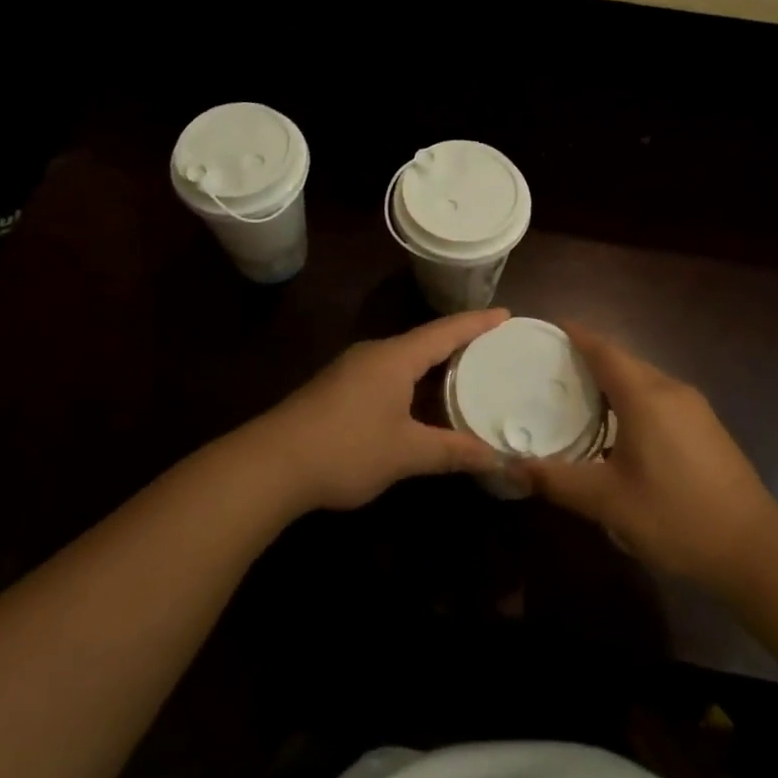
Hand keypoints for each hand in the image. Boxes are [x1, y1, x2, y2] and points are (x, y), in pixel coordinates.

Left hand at [256, 310, 508, 511]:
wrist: (271, 464)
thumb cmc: (347, 448)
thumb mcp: (406, 453)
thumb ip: (452, 451)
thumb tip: (497, 458)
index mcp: (395, 357)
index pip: (446, 331)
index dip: (478, 323)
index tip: (507, 313)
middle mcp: (374, 354)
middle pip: (425, 340)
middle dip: (458, 343)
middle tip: (493, 348)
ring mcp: (351, 370)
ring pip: (403, 359)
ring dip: (433, 364)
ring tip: (463, 373)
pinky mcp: (336, 389)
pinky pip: (386, 374)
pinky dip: (412, 380)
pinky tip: (418, 402)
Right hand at [520, 324, 775, 590]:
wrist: (754, 547)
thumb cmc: (676, 517)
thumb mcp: (608, 502)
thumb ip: (558, 480)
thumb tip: (512, 466)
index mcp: (645, 396)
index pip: (604, 350)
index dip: (577, 334)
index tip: (550, 326)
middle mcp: (670, 390)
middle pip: (624, 360)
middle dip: (590, 357)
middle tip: (552, 367)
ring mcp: (694, 407)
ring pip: (644, 378)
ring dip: (612, 379)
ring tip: (578, 394)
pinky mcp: (706, 426)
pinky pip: (659, 395)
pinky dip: (632, 396)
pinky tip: (619, 426)